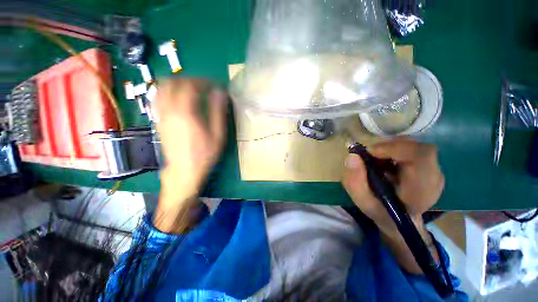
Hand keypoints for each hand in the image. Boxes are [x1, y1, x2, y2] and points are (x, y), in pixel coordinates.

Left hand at [155, 79, 227, 198]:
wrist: (184, 170)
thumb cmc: (205, 153)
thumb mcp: (218, 134)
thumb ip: (218, 111)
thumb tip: (220, 93)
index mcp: (186, 112)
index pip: (191, 85)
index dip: (203, 81)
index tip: (213, 85)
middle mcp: (169, 110)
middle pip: (172, 83)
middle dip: (188, 80)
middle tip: (201, 85)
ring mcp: (161, 116)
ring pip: (161, 89)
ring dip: (175, 84)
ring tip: (189, 90)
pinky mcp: (158, 122)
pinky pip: (158, 100)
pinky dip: (167, 93)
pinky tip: (178, 100)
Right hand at [342, 139, 443, 235]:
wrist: (398, 218)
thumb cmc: (380, 211)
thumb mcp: (362, 201)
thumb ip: (355, 181)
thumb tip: (352, 156)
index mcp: (421, 191)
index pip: (421, 157)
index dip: (394, 148)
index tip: (370, 152)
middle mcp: (434, 178)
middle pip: (417, 148)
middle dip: (388, 147)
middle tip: (369, 156)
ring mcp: (434, 170)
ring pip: (413, 145)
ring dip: (390, 149)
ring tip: (376, 162)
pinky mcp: (429, 165)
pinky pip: (411, 148)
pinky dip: (393, 150)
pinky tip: (384, 163)